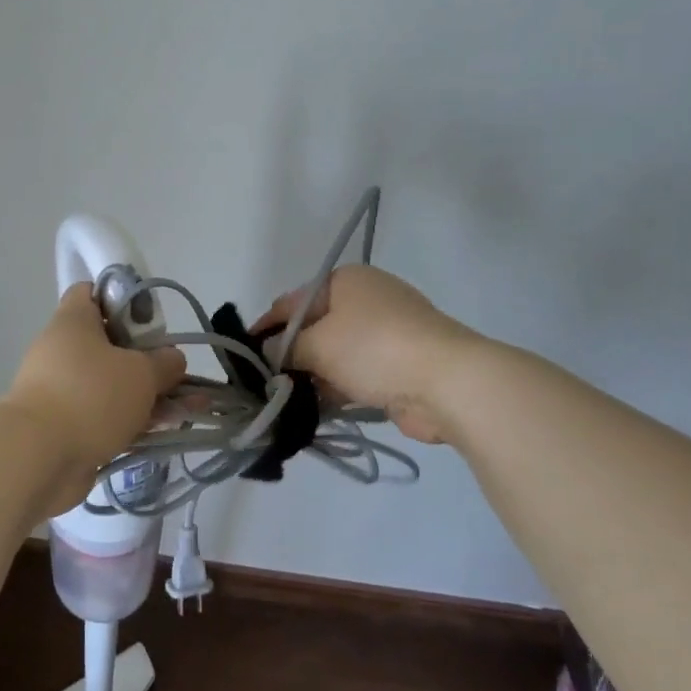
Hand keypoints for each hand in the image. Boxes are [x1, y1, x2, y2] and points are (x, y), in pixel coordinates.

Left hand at [5, 283, 186, 502]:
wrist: (38, 459)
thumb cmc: (91, 396)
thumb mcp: (141, 372)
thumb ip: (165, 362)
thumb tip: (173, 359)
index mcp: (73, 322)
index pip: (90, 293)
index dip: (121, 299)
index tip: (150, 319)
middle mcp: (64, 351)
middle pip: (110, 344)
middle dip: (148, 358)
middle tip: (178, 371)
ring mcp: (64, 391)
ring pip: (113, 384)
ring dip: (149, 395)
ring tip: (192, 408)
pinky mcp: (68, 427)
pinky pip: (108, 416)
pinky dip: (135, 420)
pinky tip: (168, 430)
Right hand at [252, 264, 475, 443]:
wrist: (447, 382)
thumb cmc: (374, 348)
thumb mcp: (317, 343)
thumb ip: (285, 348)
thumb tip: (266, 353)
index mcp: (345, 281)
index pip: (292, 302)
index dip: (266, 327)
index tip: (243, 353)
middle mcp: (365, 301)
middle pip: (314, 328)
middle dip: (289, 354)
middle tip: (261, 382)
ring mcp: (385, 333)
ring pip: (334, 354)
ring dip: (311, 376)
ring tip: (282, 400)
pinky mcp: (397, 365)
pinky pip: (354, 375)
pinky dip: (335, 389)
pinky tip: (311, 409)